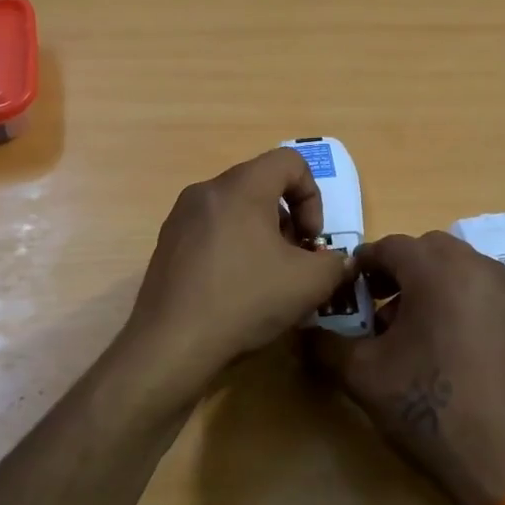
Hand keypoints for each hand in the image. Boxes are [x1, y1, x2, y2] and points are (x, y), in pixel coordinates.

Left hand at [126, 149, 353, 390]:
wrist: (172, 343)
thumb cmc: (245, 300)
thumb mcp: (309, 284)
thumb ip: (336, 263)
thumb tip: (337, 262)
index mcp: (241, 187)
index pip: (289, 161)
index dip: (313, 196)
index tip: (311, 239)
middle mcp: (206, 191)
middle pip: (261, 185)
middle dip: (288, 219)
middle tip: (294, 260)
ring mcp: (180, 217)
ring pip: (234, 208)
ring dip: (261, 234)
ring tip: (267, 277)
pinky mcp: (166, 244)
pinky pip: (211, 230)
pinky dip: (233, 246)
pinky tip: (235, 288)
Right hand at [308, 232, 504, 504]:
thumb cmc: (428, 406)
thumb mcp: (363, 375)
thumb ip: (326, 344)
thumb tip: (305, 332)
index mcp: (437, 270)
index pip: (390, 246)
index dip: (361, 266)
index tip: (345, 291)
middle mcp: (478, 267)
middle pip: (428, 249)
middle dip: (398, 270)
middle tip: (376, 304)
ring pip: (459, 267)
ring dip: (430, 282)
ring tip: (410, 328)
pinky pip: (482, 290)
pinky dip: (458, 299)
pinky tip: (445, 343)